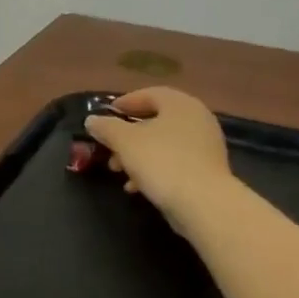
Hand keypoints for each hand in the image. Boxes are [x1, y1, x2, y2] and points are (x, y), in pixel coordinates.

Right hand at [85, 87, 234, 237]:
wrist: (203, 203)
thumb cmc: (162, 162)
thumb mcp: (125, 142)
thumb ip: (106, 127)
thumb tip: (92, 120)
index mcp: (180, 104)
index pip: (148, 94)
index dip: (124, 103)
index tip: (105, 116)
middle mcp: (197, 118)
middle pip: (155, 121)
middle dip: (127, 137)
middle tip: (109, 150)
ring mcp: (205, 145)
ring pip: (163, 144)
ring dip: (137, 155)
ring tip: (118, 172)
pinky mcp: (206, 170)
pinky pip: (174, 162)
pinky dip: (154, 169)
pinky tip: (137, 187)